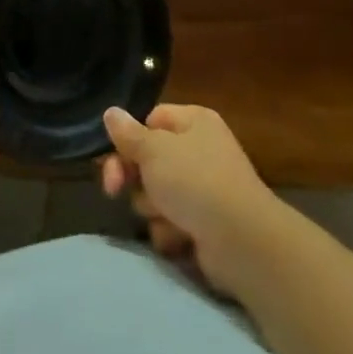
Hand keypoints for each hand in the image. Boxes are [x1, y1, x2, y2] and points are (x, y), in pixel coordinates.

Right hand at [100, 103, 283, 297]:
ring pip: (157, 194)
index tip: (113, 157)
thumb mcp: (154, 151)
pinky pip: (173, 222)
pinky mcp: (206, 224)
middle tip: (115, 189)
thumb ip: (128, 134)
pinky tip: (180, 237)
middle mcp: (201, 150)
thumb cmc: (196, 181)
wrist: (242, 241)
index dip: (130, 139)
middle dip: (134, 178)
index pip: (151, 120)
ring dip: (153, 208)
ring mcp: (205, 188)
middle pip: (150, 159)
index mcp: (194, 121)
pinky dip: (171, 231)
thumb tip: (110, 112)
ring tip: (167, 216)